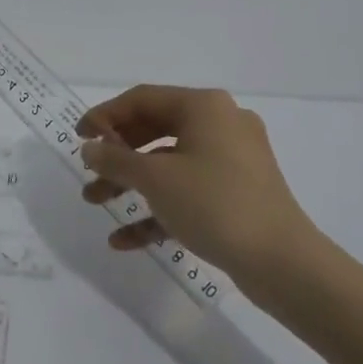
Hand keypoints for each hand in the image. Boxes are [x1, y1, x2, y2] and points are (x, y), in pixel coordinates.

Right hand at [77, 85, 319, 299]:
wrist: (284, 264)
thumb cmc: (215, 204)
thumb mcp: (155, 179)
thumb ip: (115, 159)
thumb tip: (90, 148)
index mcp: (204, 107)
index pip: (142, 99)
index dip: (105, 116)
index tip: (78, 138)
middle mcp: (220, 124)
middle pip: (154, 130)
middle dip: (117, 155)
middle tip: (88, 172)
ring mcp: (232, 160)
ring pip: (169, 163)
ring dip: (131, 183)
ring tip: (96, 204)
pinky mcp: (238, 193)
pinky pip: (188, 190)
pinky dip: (158, 208)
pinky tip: (126, 240)